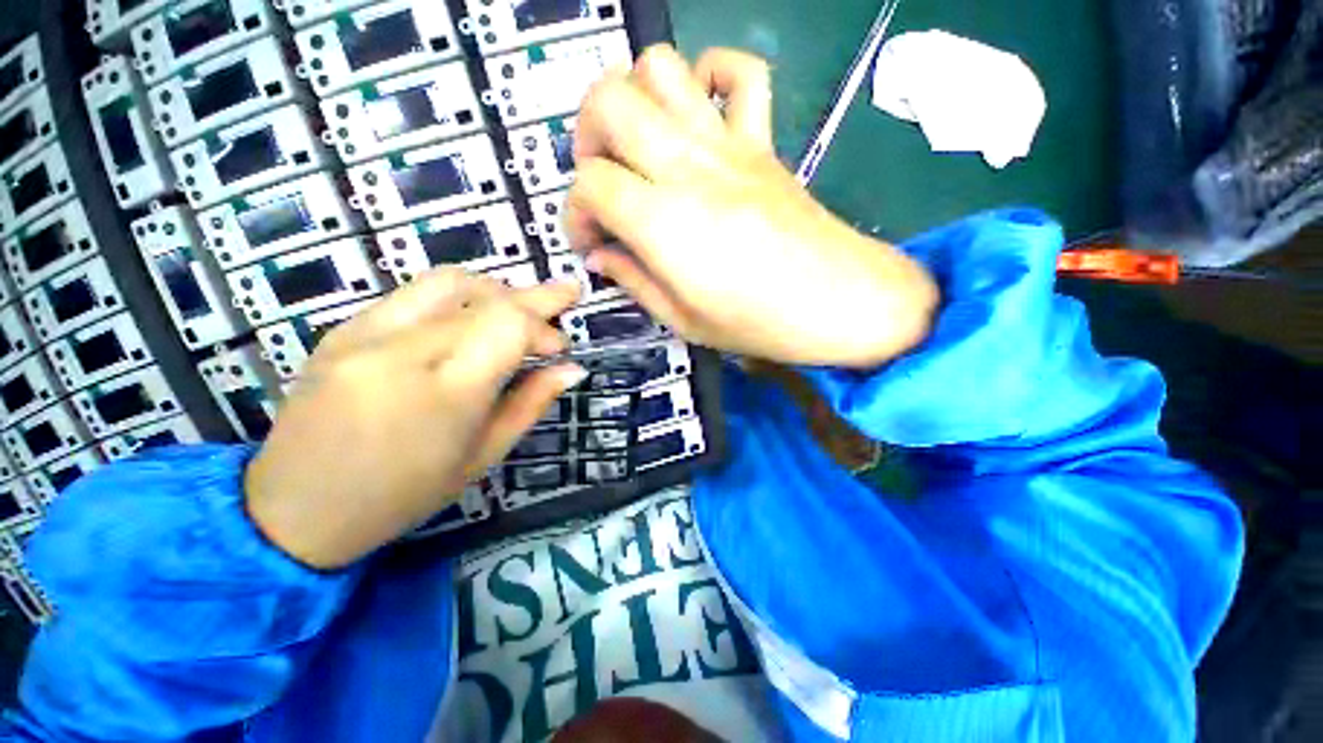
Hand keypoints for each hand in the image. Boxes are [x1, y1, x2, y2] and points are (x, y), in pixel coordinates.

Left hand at [244, 270, 583, 569]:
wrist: (295, 509)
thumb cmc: (403, 495)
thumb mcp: (483, 457)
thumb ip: (531, 403)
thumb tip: (572, 369)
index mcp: (443, 393)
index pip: (508, 324)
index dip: (544, 323)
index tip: (560, 345)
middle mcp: (401, 350)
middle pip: (485, 296)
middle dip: (533, 298)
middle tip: (562, 300)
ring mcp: (363, 333)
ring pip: (449, 281)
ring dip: (495, 290)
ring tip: (515, 311)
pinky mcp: (342, 329)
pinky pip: (414, 294)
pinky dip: (458, 298)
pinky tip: (468, 322)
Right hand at [567, 46, 938, 367]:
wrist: (839, 302)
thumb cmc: (759, 324)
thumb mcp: (683, 321)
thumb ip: (633, 282)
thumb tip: (600, 256)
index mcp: (664, 224)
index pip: (589, 185)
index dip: (574, 213)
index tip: (589, 241)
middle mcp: (689, 169)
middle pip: (608, 101)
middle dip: (586, 137)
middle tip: (600, 181)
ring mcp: (730, 145)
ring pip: (661, 69)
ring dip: (632, 98)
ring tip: (637, 144)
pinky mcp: (763, 142)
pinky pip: (741, 72)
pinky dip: (710, 74)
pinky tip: (698, 114)